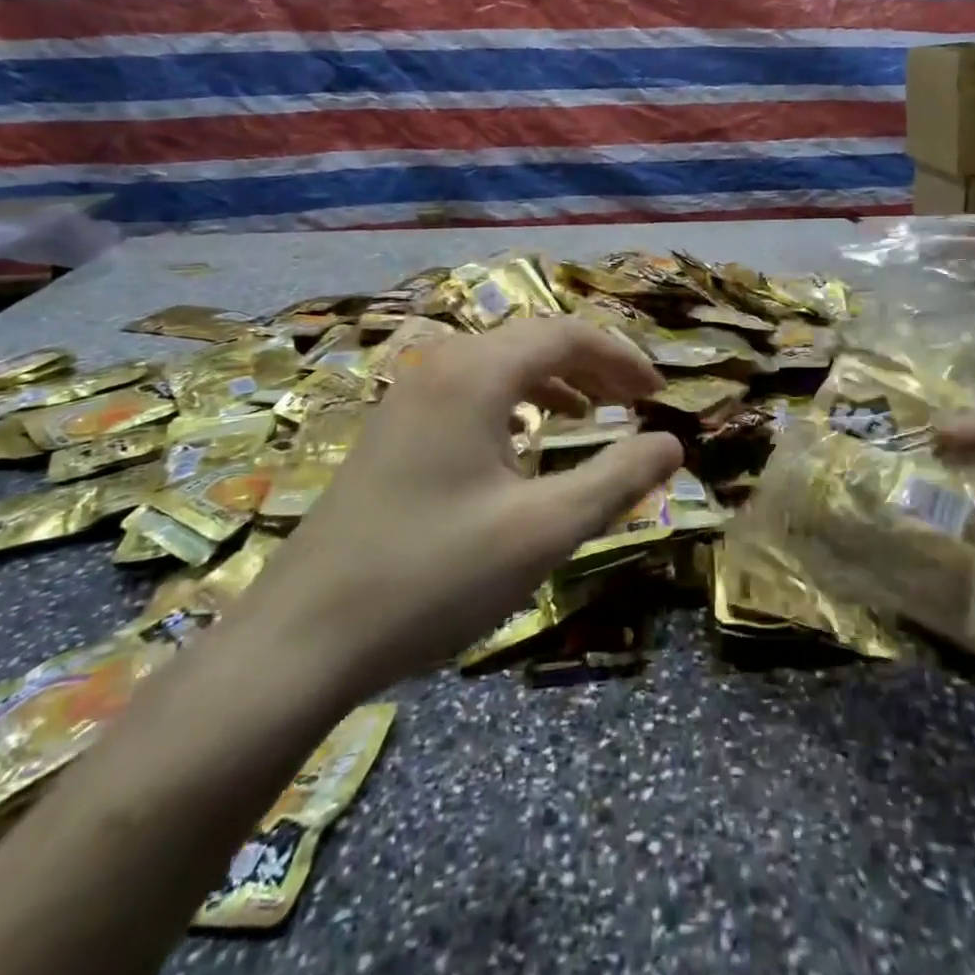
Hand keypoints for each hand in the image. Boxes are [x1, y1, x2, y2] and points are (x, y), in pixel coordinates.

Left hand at [247, 319, 682, 696]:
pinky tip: (525, 440)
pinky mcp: (392, 430)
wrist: (302, 640)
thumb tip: (672, 444)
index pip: (567, 334)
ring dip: (555, 380)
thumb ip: (618, 479)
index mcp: (475, 374)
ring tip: (592, 414)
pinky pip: (470, 391)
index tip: (660, 394)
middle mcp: (439, 366)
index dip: (622, 358)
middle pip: (534, 340)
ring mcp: (407, 396)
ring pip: (500, 364)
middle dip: (593, 366)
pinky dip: (515, 402)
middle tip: (636, 402)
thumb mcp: (545, 530)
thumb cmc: (434, 576)